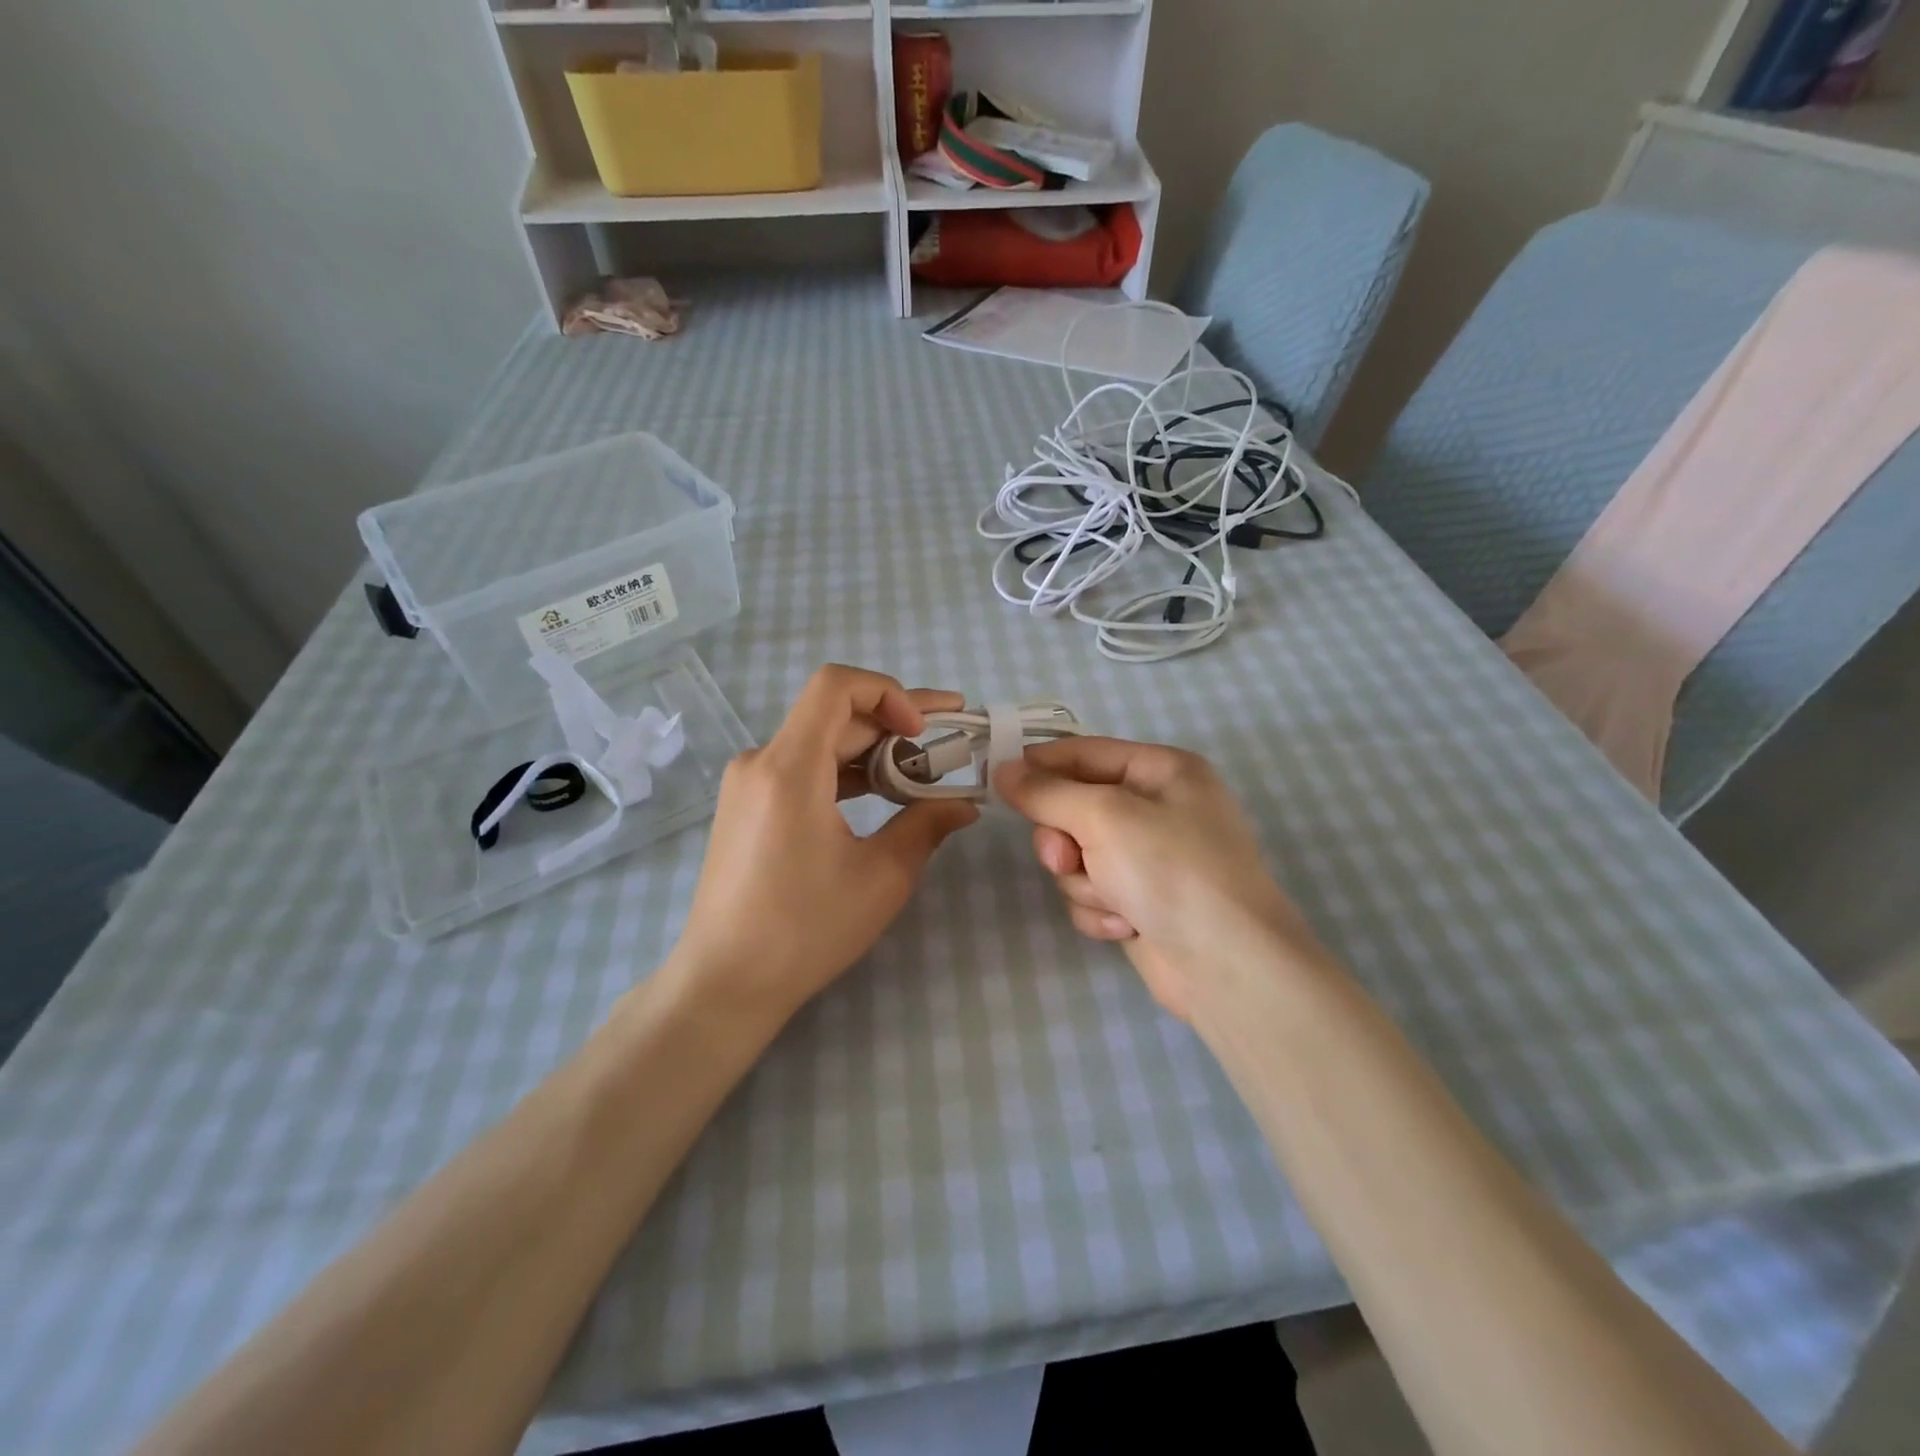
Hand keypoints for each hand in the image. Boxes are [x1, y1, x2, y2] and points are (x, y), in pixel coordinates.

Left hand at [672, 666, 978, 1023]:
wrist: (724, 982)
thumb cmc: (804, 931)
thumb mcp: (881, 877)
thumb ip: (927, 826)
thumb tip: (966, 804)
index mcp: (789, 769)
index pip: (836, 685)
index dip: (889, 692)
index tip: (922, 731)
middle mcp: (761, 761)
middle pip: (834, 714)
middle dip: (895, 723)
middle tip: (950, 743)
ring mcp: (748, 783)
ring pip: (820, 741)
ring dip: (873, 750)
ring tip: (924, 772)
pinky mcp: (747, 805)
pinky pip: (802, 768)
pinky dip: (844, 772)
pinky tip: (880, 795)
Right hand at [994, 738, 1320, 1020]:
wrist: (1227, 965)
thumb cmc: (1171, 870)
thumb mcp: (1104, 817)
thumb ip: (1047, 792)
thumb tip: (1002, 770)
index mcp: (1161, 770)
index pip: (1083, 752)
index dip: (1040, 765)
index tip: (997, 779)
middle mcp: (1156, 808)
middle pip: (1073, 808)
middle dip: (1065, 841)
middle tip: (1065, 860)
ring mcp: (1148, 858)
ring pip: (1076, 856)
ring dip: (1084, 882)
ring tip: (1114, 900)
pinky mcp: (1139, 900)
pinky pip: (1092, 892)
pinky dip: (1100, 910)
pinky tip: (1126, 926)